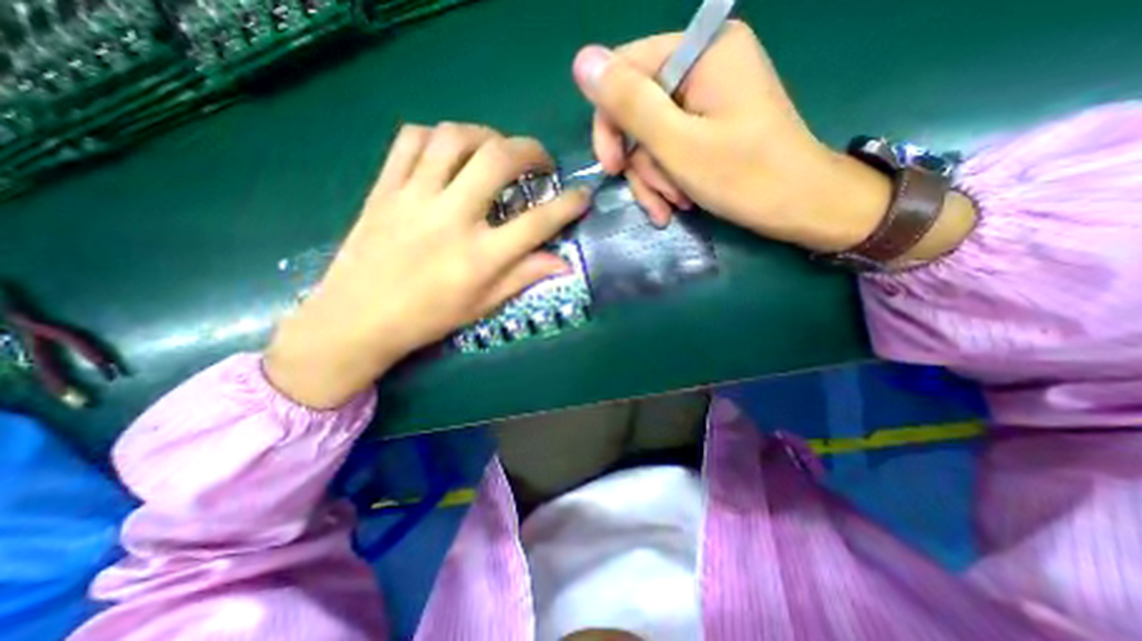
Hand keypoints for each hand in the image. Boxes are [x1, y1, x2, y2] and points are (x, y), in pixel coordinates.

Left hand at [267, 122, 588, 408]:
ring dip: (486, 135)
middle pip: (498, 160)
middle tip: (540, 161)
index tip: (582, 196)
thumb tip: (564, 263)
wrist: (357, 319)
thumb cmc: (428, 318)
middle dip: (531, 151)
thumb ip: (524, 276)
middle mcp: (452, 218)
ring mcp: (414, 197)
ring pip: (455, 138)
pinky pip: (410, 140)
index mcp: (481, 257)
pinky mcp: (385, 187)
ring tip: (497, 149)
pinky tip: (449, 151)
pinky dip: (437, 136)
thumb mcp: (484, 304)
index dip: (568, 205)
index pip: (538, 222)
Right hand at [570, 19, 890, 251]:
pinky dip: (668, 180)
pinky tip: (676, 205)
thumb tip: (582, 62)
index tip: (613, 168)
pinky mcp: (710, 126)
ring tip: (671, 206)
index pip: (625, 72)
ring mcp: (708, 98)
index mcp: (701, 52)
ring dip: (655, 179)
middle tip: (655, 197)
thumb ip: (630, 104)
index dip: (610, 123)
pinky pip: (670, 149)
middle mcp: (703, 65)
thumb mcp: (678, 144)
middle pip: (638, 111)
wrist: (800, 207)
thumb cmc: (745, 177)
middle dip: (642, 163)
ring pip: (651, 138)